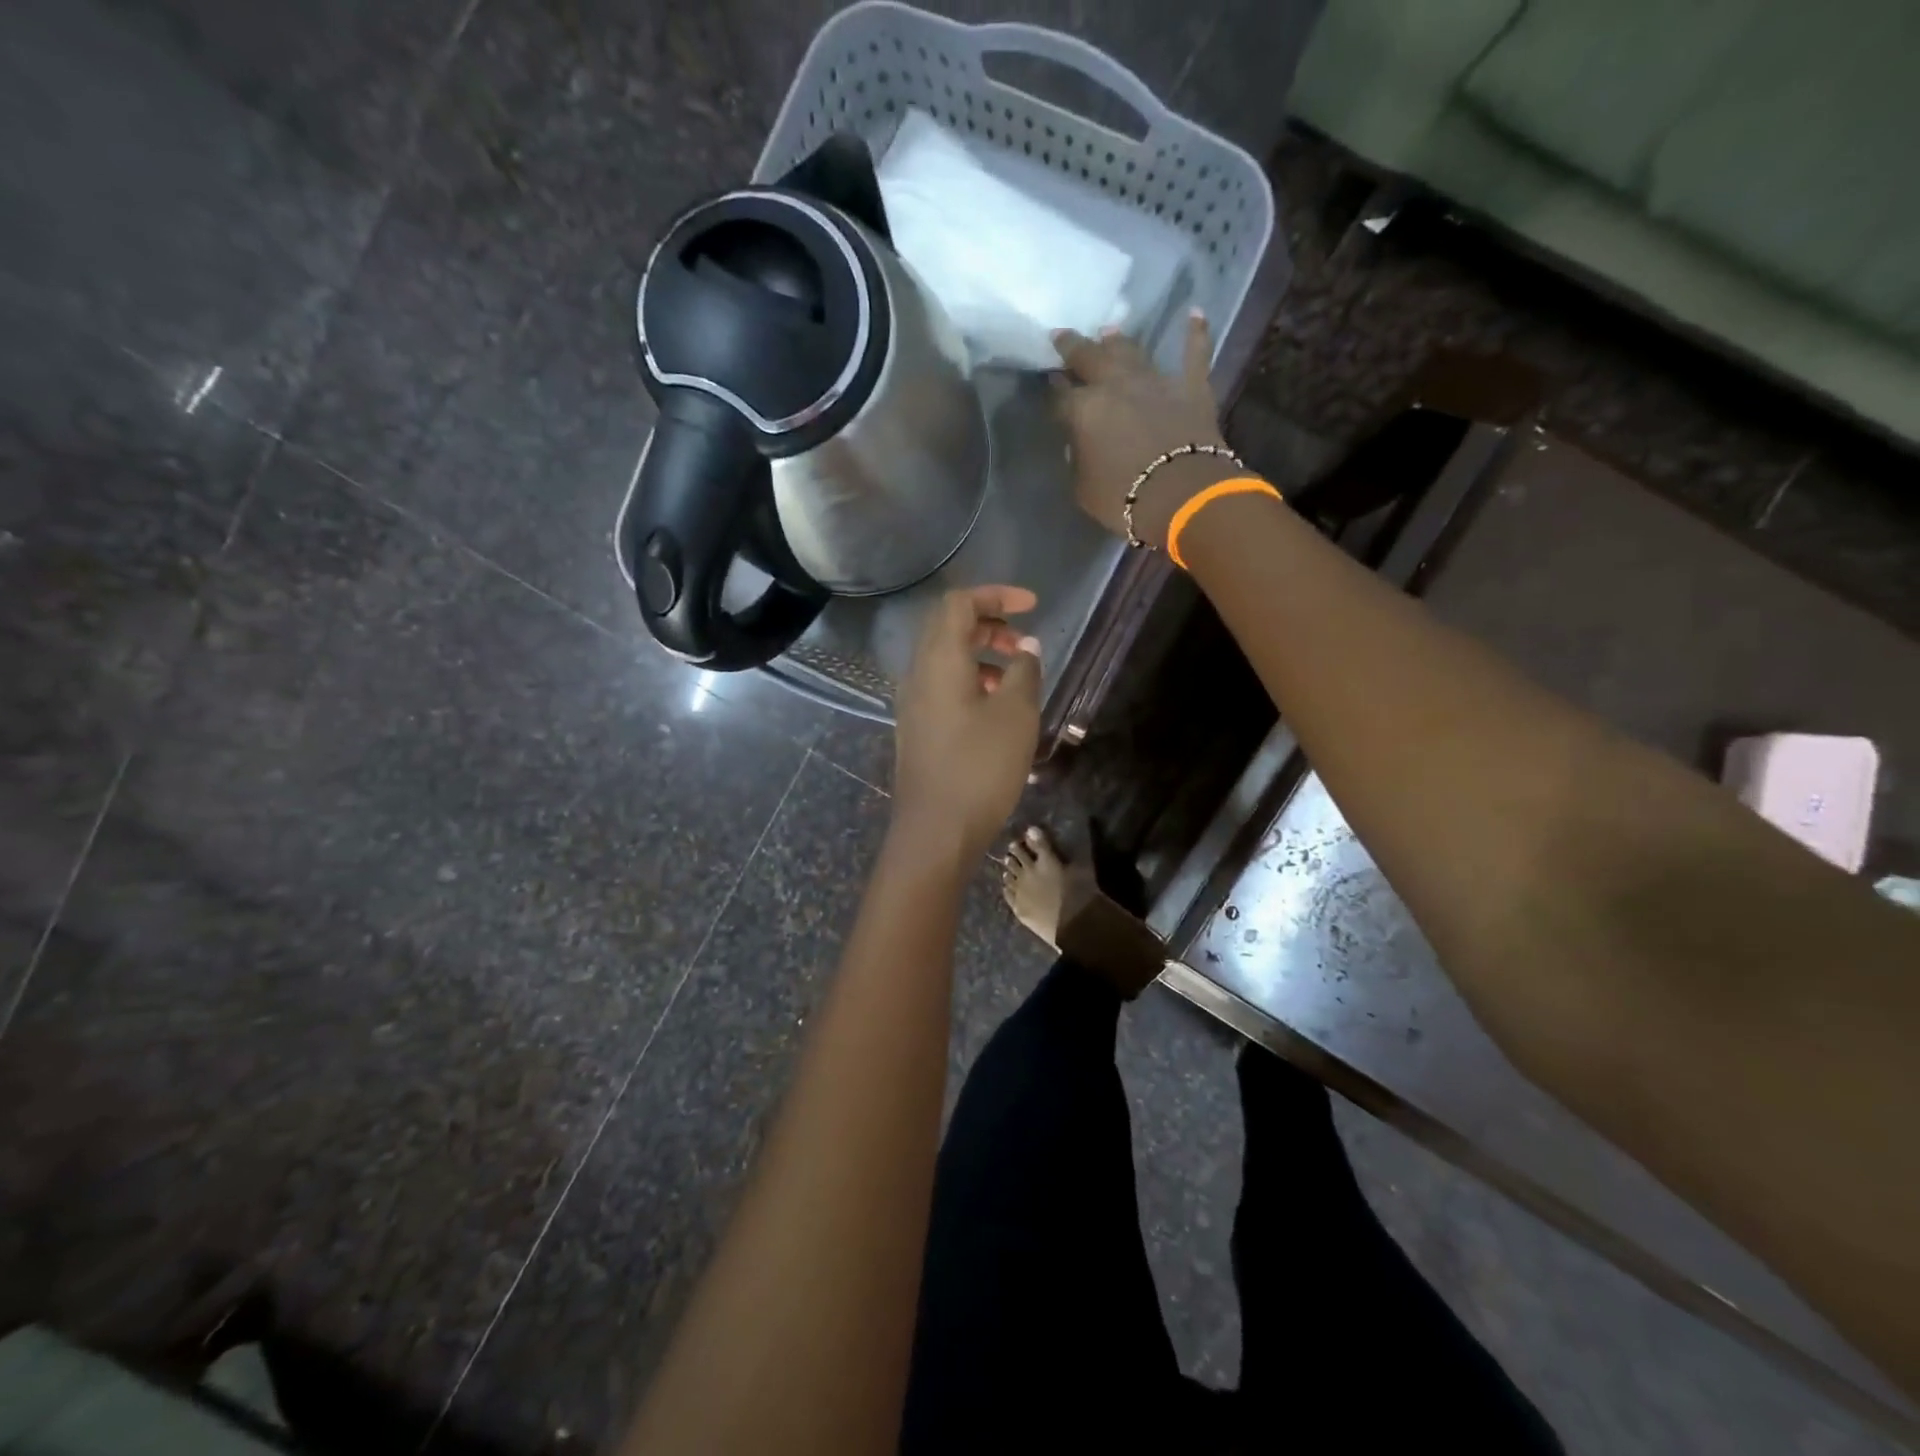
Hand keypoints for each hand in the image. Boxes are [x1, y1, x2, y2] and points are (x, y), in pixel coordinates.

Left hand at [892, 585, 1041, 858]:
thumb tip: (1025, 648)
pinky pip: (943, 686)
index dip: (996, 595)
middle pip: (949, 628)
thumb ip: (1023, 671)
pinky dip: (971, 681)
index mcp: (939, 659)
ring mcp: (913, 703)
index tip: (1033, 605)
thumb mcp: (1016, 714)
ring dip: (981, 655)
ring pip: (946, 659)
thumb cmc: (980, 767)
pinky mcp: (917, 728)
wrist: (936, 831)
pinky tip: (996, 709)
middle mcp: (918, 673)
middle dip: (989, 624)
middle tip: (1024, 642)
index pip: (959, 603)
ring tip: (1016, 678)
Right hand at [1052, 312, 1234, 547]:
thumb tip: (1080, 445)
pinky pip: (1195, 353)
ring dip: (1117, 341)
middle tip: (1062, 336)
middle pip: (1089, 358)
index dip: (1053, 389)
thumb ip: (1079, 460)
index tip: (1049, 383)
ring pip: (1131, 351)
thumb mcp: (1084, 488)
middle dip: (1073, 347)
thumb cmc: (1124, 499)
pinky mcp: (1191, 387)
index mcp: (1083, 410)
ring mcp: (1155, 381)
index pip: (1060, 396)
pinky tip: (1196, 312)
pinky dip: (1195, 333)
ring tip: (1107, 332)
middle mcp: (1115, 385)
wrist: (1182, 495)